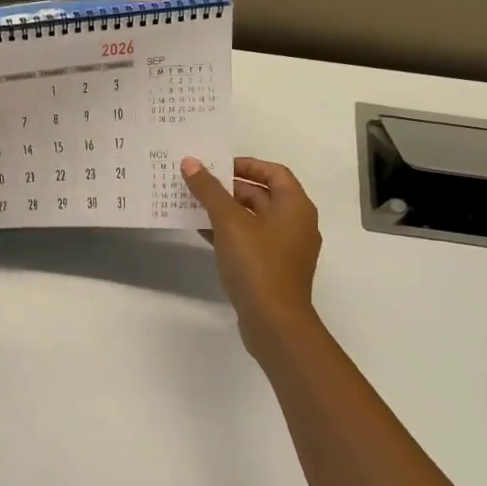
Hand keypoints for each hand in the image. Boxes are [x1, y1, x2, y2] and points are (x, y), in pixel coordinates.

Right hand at [182, 156, 322, 350]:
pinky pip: (250, 242)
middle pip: (263, 195)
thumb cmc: (257, 264)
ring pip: (254, 220)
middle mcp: (296, 224)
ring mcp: (286, 249)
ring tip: (194, 206)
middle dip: (230, 189)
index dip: (246, 165)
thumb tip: (190, 163)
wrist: (274, 323)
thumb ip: (209, 190)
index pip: (273, 172)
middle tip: (198, 185)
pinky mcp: (273, 270)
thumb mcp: (229, 222)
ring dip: (226, 212)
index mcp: (296, 207)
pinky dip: (229, 234)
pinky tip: (202, 233)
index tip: (216, 166)